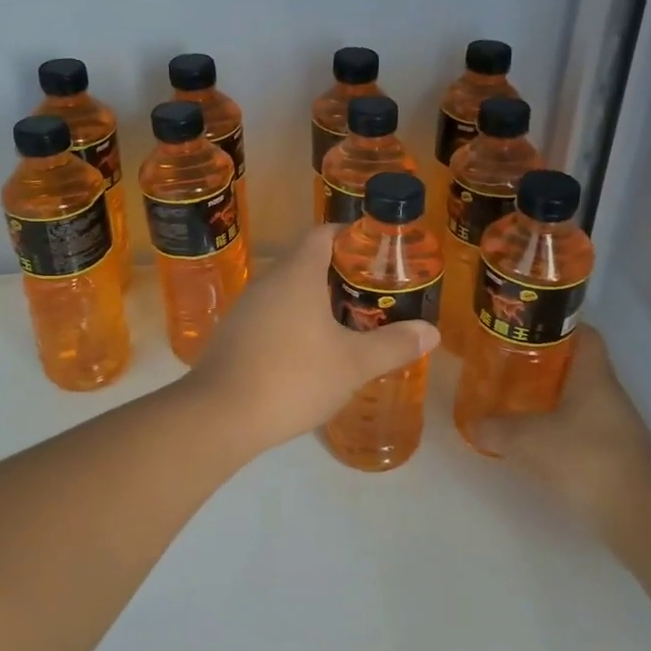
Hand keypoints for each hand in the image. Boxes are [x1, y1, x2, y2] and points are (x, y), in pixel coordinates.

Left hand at [187, 227, 439, 452]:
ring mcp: (246, 309)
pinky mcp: (233, 336)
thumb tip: (431, 331)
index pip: (323, 234)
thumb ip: (393, 345)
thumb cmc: (292, 377)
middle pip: (307, 263)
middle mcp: (268, 282)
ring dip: (316, 303)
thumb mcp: (353, 364)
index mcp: (297, 274)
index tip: (377, 254)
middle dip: (340, 275)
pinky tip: (309, 355)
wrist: (219, 416)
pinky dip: (294, 325)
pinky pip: (271, 317)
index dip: (351, 237)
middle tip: (373, 296)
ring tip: (348, 326)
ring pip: (288, 293)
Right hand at [472, 326, 650, 545]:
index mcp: (594, 376)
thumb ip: (497, 429)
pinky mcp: (615, 454)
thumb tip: (473, 424)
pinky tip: (536, 439)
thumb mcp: (529, 440)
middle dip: (544, 363)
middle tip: (509, 365)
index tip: (527, 328)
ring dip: (551, 398)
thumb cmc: (585, 459)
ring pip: (579, 398)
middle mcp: (609, 394)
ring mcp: (616, 425)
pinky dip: (560, 427)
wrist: (637, 514)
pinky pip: (583, 428)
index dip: (558, 326)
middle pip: (578, 366)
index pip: (584, 334)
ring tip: (515, 400)